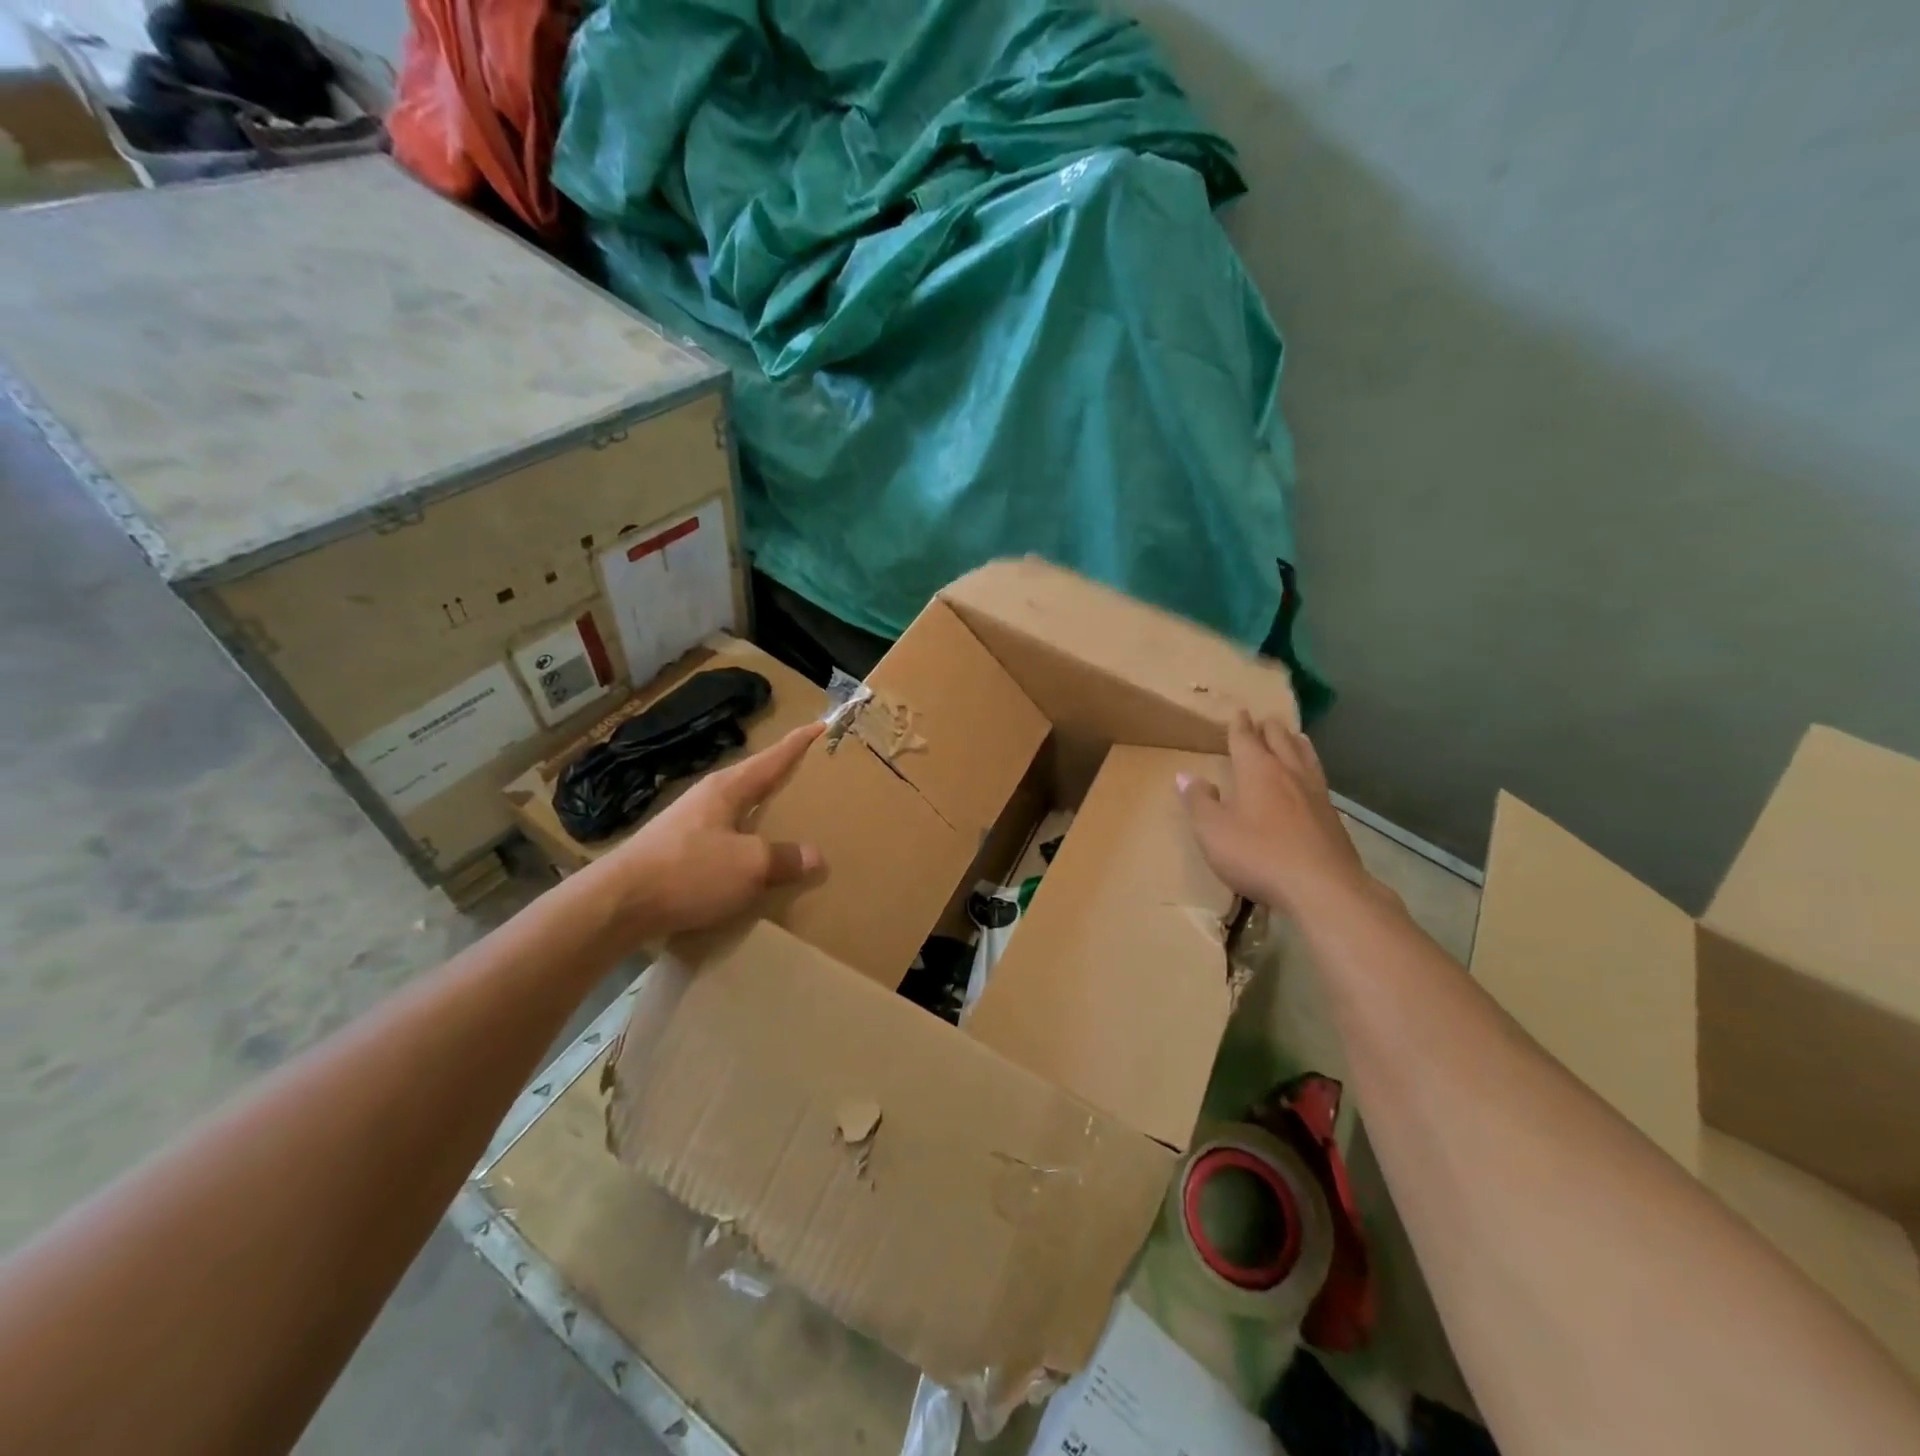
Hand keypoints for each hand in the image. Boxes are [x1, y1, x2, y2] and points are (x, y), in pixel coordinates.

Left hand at [579, 721, 824, 942]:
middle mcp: (707, 798)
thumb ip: (784, 858)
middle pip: (753, 779)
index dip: (797, 743)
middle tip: (811, 774)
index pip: (771, 758)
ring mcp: (688, 824)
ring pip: (737, 810)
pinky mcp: (676, 851)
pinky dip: (745, 841)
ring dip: (762, 811)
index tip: (820, 725)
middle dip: (781, 775)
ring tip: (788, 820)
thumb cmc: (688, 872)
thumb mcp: (748, 866)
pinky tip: (751, 860)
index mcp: (727, 789)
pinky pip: (724, 838)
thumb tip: (815, 855)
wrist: (617, 905)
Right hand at [1177, 711, 1376, 918]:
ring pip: (1305, 756)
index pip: (1246, 739)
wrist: (1323, 888)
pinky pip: (1319, 779)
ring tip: (1294, 736)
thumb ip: (1198, 801)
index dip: (1239, 725)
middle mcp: (1288, 773)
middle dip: (1269, 728)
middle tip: (1264, 720)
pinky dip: (1311, 767)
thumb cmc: (1258, 855)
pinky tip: (1312, 779)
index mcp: (1257, 771)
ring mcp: (1316, 794)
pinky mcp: (1332, 817)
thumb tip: (1185, 776)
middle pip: (1280, 740)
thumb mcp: (1213, 830)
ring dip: (1295, 743)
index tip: (1239, 712)